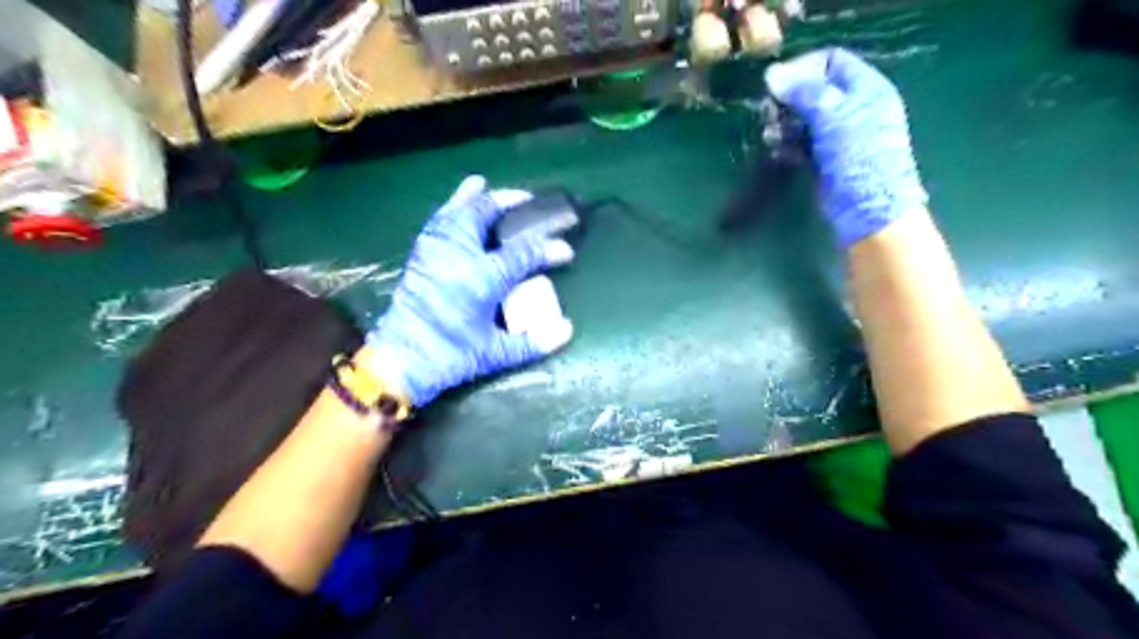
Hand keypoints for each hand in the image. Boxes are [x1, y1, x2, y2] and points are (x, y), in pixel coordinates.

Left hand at [368, 176, 578, 403]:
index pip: (523, 253)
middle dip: (510, 203)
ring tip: (485, 184)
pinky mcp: (420, 256)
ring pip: (457, 212)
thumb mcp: (495, 354)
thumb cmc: (451, 357)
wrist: (401, 361)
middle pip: (485, 215)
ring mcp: (435, 251)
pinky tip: (456, 205)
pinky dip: (450, 207)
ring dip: (474, 197)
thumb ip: (533, 342)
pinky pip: (438, 221)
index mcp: (481, 279)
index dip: (548, 248)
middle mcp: (458, 255)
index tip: (566, 250)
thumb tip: (567, 330)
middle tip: (530, 200)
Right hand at [763, 45, 923, 246]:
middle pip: (812, 89)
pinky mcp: (824, 157)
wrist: (868, 208)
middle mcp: (851, 106)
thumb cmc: (859, 156)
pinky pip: (800, 142)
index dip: (802, 68)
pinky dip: (787, 144)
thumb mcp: (834, 117)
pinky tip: (779, 152)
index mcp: (864, 87)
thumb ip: (804, 93)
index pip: (830, 61)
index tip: (776, 85)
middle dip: (787, 100)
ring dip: (783, 124)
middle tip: (769, 114)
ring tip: (771, 137)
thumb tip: (771, 74)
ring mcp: (837, 134)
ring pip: (802, 117)